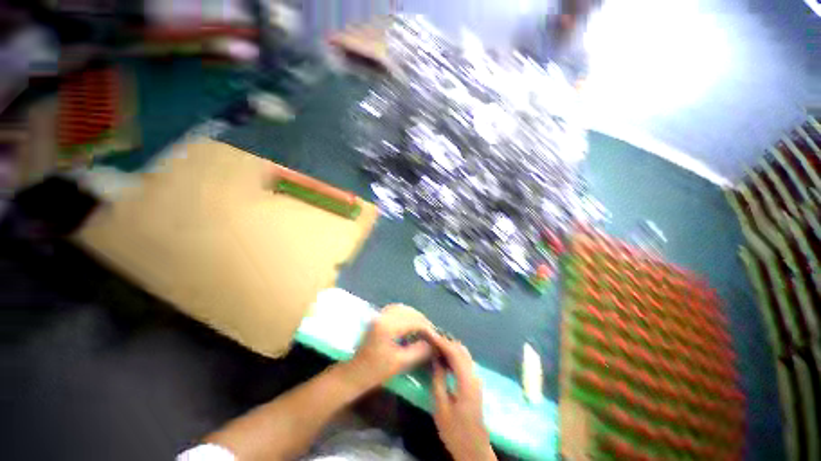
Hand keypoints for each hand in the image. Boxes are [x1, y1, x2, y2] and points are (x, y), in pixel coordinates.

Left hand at [347, 304, 434, 389]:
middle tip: (432, 333)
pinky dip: (407, 315)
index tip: (437, 337)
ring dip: (415, 317)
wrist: (355, 372)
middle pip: (409, 312)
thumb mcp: (400, 363)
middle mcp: (384, 315)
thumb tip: (434, 343)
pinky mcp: (379, 316)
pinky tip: (411, 323)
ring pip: (404, 309)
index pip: (414, 321)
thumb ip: (419, 351)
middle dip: (423, 321)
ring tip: (424, 328)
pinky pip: (397, 309)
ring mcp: (380, 314)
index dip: (428, 328)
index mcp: (388, 326)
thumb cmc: (375, 371)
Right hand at [430, 336, 496, 460]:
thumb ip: (438, 380)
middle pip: (461, 350)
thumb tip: (435, 358)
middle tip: (430, 338)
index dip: (441, 341)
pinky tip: (444, 357)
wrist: (474, 450)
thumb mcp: (441, 407)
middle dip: (446, 341)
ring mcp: (476, 379)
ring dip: (450, 347)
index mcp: (467, 381)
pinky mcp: (474, 383)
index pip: (454, 352)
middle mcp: (474, 376)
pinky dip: (454, 354)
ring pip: (464, 354)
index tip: (429, 334)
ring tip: (435, 345)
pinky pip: (464, 361)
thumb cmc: (455, 431)